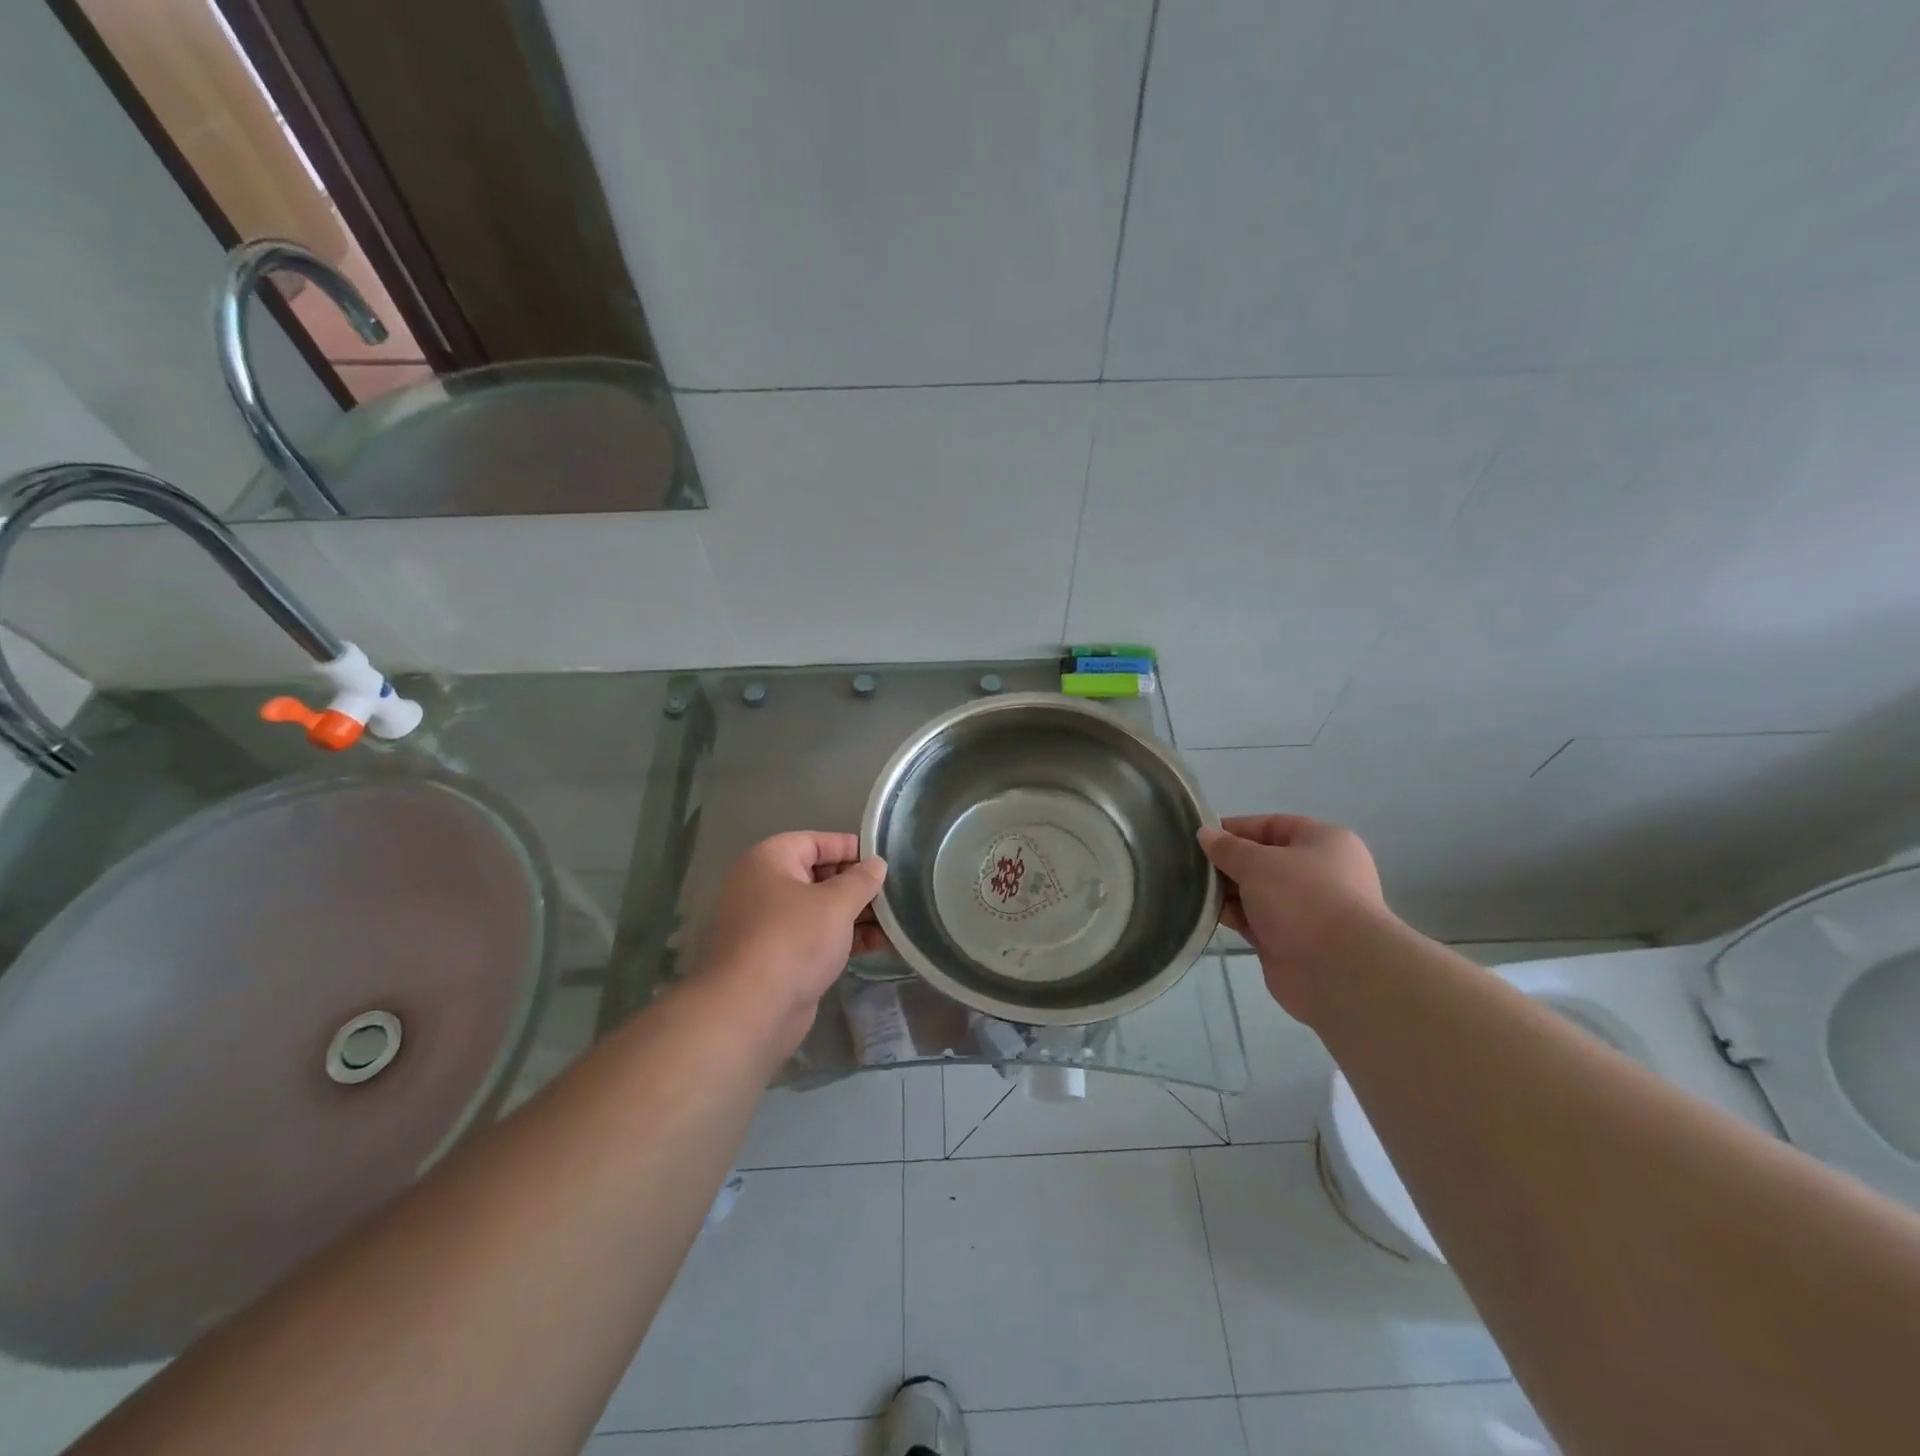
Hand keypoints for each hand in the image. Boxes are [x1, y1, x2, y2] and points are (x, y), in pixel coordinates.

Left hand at [694, 831, 887, 1052]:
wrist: (751, 1010)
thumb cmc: (793, 940)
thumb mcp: (836, 903)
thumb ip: (861, 880)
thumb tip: (877, 864)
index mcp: (769, 860)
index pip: (816, 842)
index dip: (852, 848)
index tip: (885, 860)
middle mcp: (764, 887)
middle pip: (819, 875)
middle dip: (858, 885)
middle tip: (895, 893)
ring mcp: (769, 924)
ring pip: (820, 909)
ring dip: (856, 914)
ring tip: (896, 921)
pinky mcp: (779, 957)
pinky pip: (816, 937)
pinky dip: (844, 938)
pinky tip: (879, 944)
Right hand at [1199, 814, 1389, 1026]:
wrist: (1337, 969)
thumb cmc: (1302, 898)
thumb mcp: (1258, 863)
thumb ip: (1228, 848)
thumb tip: (1205, 834)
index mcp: (1323, 842)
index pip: (1272, 825)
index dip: (1236, 828)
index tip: (1200, 837)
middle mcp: (1318, 873)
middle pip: (1264, 860)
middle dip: (1229, 863)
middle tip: (1190, 865)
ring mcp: (1305, 910)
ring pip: (1257, 892)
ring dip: (1228, 891)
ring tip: (1192, 889)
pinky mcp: (1290, 940)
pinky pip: (1255, 920)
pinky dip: (1234, 916)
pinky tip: (1207, 914)